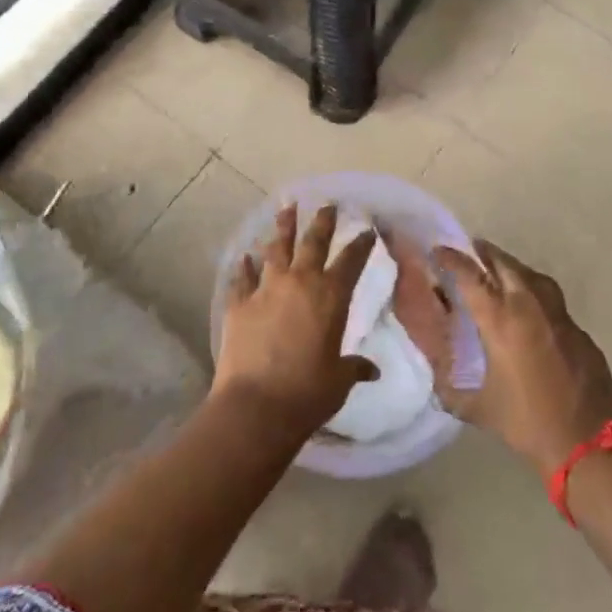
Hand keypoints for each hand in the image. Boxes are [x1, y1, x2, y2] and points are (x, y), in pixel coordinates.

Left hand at [214, 203, 379, 436]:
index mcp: (330, 297)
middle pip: (313, 242)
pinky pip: (243, 278)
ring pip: (276, 249)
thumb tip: (371, 370)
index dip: (360, 244)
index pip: (351, 261)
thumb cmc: (307, 393)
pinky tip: (245, 257)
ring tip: (286, 209)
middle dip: (322, 222)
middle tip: (327, 205)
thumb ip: (354, 367)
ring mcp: (266, 289)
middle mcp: (300, 282)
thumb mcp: (339, 380)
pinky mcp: (239, 303)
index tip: (366, 230)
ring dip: (283, 228)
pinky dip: (245, 267)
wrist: (256, 405)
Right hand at [432, 239, 611, 474]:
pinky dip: (536, 295)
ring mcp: (559, 317)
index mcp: (500, 321)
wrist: (590, 444)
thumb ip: (453, 393)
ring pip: (533, 277)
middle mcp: (529, 307)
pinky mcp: (580, 332)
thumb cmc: (528, 423)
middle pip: (505, 265)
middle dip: (486, 253)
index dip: (452, 259)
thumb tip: (437, 384)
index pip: (470, 276)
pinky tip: (532, 311)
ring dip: (514, 268)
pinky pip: (553, 301)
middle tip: (472, 249)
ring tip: (501, 270)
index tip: (438, 251)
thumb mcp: (480, 409)